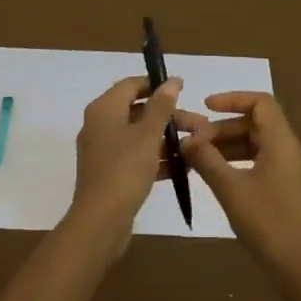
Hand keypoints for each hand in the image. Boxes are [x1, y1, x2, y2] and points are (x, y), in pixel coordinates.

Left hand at [68, 75, 185, 245]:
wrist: (101, 219)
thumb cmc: (124, 169)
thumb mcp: (147, 134)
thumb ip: (161, 106)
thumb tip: (171, 80)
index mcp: (104, 109)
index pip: (131, 85)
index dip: (157, 84)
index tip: (184, 91)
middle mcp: (100, 125)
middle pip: (138, 111)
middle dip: (170, 116)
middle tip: (200, 125)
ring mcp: (104, 150)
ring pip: (140, 136)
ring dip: (168, 138)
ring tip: (198, 146)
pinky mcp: (111, 173)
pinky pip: (137, 157)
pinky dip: (157, 158)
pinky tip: (183, 167)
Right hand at [178, 92, 300, 275]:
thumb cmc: (267, 222)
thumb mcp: (230, 189)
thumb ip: (207, 160)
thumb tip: (187, 140)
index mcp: (283, 143)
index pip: (261, 103)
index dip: (233, 99)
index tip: (205, 107)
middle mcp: (291, 152)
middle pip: (257, 125)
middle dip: (223, 129)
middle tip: (194, 144)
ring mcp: (293, 173)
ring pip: (258, 146)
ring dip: (229, 147)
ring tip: (200, 160)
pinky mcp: (290, 192)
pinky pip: (263, 164)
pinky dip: (239, 163)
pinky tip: (219, 179)